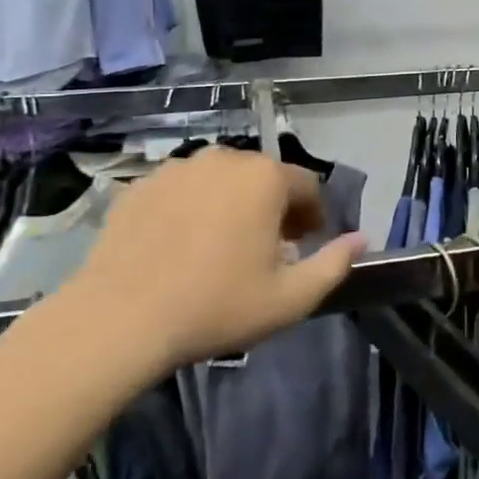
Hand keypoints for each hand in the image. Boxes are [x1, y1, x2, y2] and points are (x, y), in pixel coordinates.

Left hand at [68, 148, 364, 372]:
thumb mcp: (290, 298)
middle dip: (274, 208)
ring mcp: (177, 168)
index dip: (314, 216)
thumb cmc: (215, 306)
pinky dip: (191, 208)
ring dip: (232, 204)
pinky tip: (180, 246)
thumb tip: (361, 239)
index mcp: (265, 177)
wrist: (118, 321)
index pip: (308, 186)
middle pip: (264, 177)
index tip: (306, 246)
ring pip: (221, 180)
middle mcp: (224, 158)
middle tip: (266, 250)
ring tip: (220, 247)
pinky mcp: (139, 185)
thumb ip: (335, 264)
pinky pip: (182, 190)